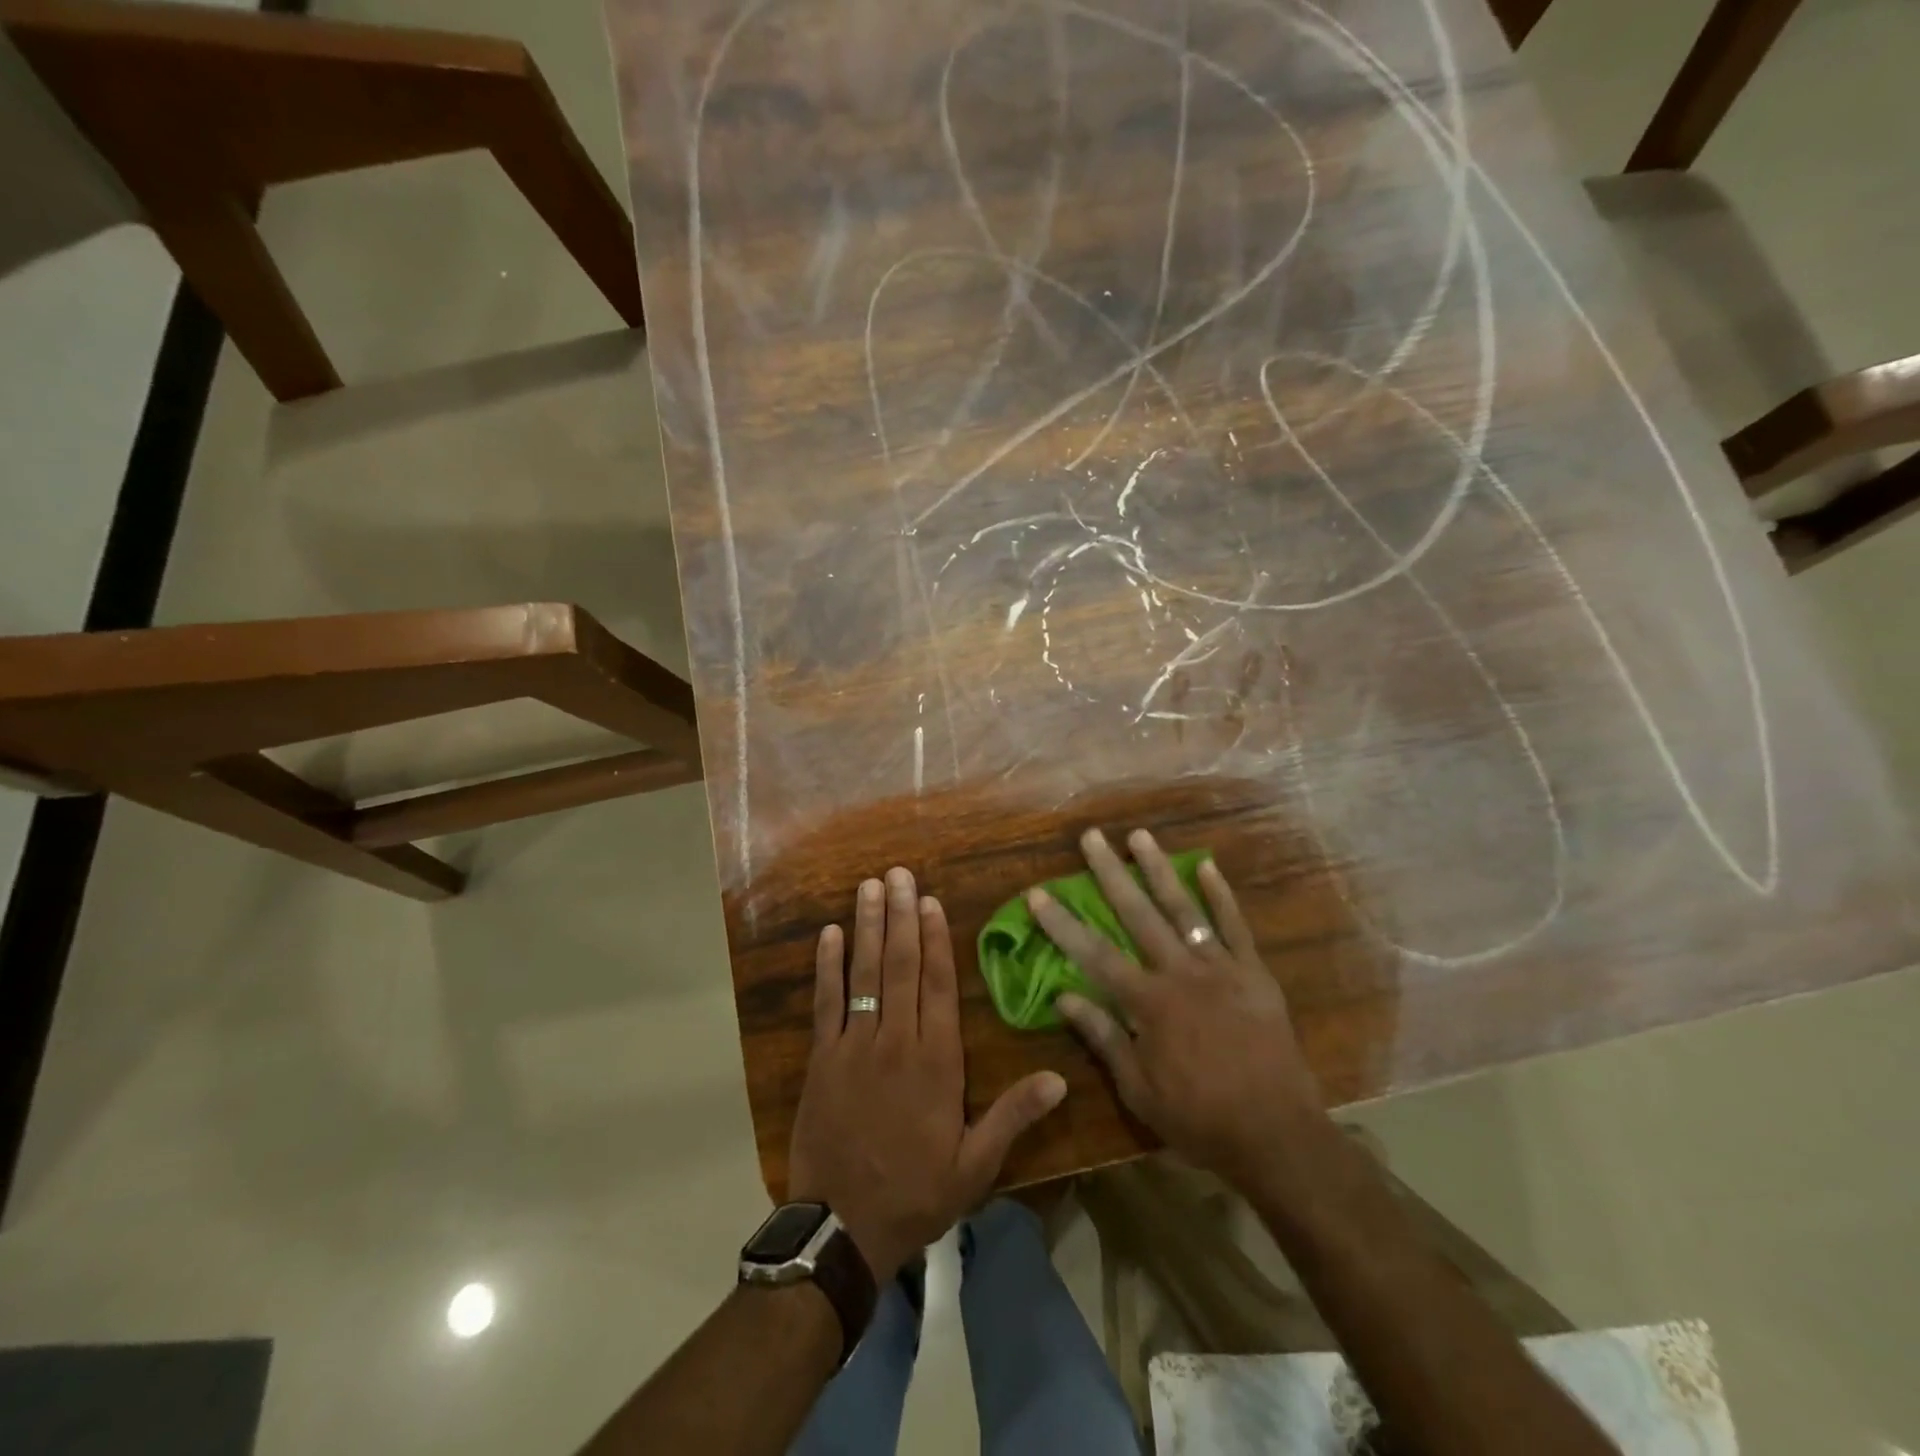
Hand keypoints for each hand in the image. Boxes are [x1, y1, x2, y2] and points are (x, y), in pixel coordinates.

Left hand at [789, 867, 1067, 1281]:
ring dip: (866, 927)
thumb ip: (1013, 1116)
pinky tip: (828, 933)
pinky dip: (826, 966)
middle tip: (898, 874)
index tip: (930, 900)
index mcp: (936, 1062)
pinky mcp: (822, 1058)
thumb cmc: (915, 1193)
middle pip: (900, 966)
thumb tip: (1059, 1079)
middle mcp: (896, 1042)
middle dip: (900, 916)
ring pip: (863, 974)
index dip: (935, 939)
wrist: (842, 1229)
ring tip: (869, 887)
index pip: (938, 986)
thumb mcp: (976, 1166)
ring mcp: (854, 1046)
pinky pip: (825, 1003)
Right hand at [1029, 828, 1324, 1191]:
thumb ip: (1104, 1037)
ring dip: (1159, 870)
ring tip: (1139, 836)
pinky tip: (1207, 865)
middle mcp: (1180, 973)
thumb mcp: (1139, 1090)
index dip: (1062, 923)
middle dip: (1110, 873)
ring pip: (1184, 909)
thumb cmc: (1199, 1119)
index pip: (1093, 954)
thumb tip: (1064, 998)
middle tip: (1092, 837)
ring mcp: (1221, 968)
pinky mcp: (1254, 973)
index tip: (1037, 892)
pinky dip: (1221, 895)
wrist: (1278, 1136)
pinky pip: (1235, 926)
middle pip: (1137, 914)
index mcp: (1149, 1003)